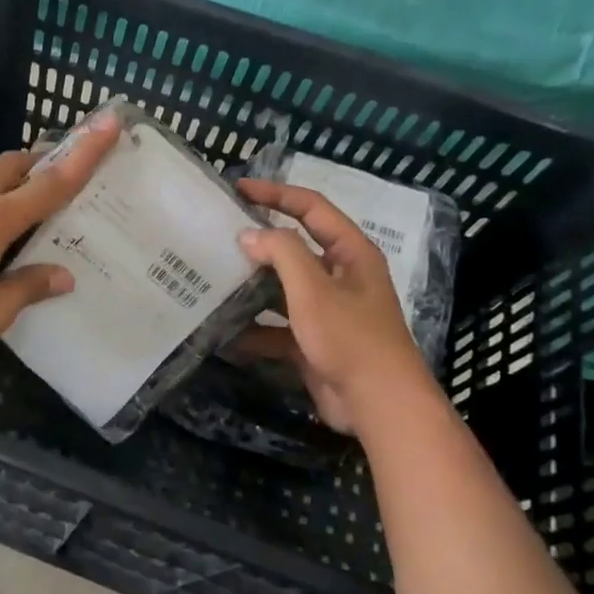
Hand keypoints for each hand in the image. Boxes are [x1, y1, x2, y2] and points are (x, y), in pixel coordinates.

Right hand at [232, 180, 442, 433]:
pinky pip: (279, 327)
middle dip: (259, 242)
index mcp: (350, 253)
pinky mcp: (315, 342)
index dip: (276, 194)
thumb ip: (282, 253)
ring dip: (253, 286)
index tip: (238, 189)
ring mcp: (328, 311)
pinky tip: (225, 334)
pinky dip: (255, 330)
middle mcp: (341, 276)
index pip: (311, 208)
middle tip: (219, 234)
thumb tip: (249, 234)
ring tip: (214, 278)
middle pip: (296, 247)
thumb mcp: (313, 288)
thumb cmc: (350, 337)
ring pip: (283, 288)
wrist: (379, 405)